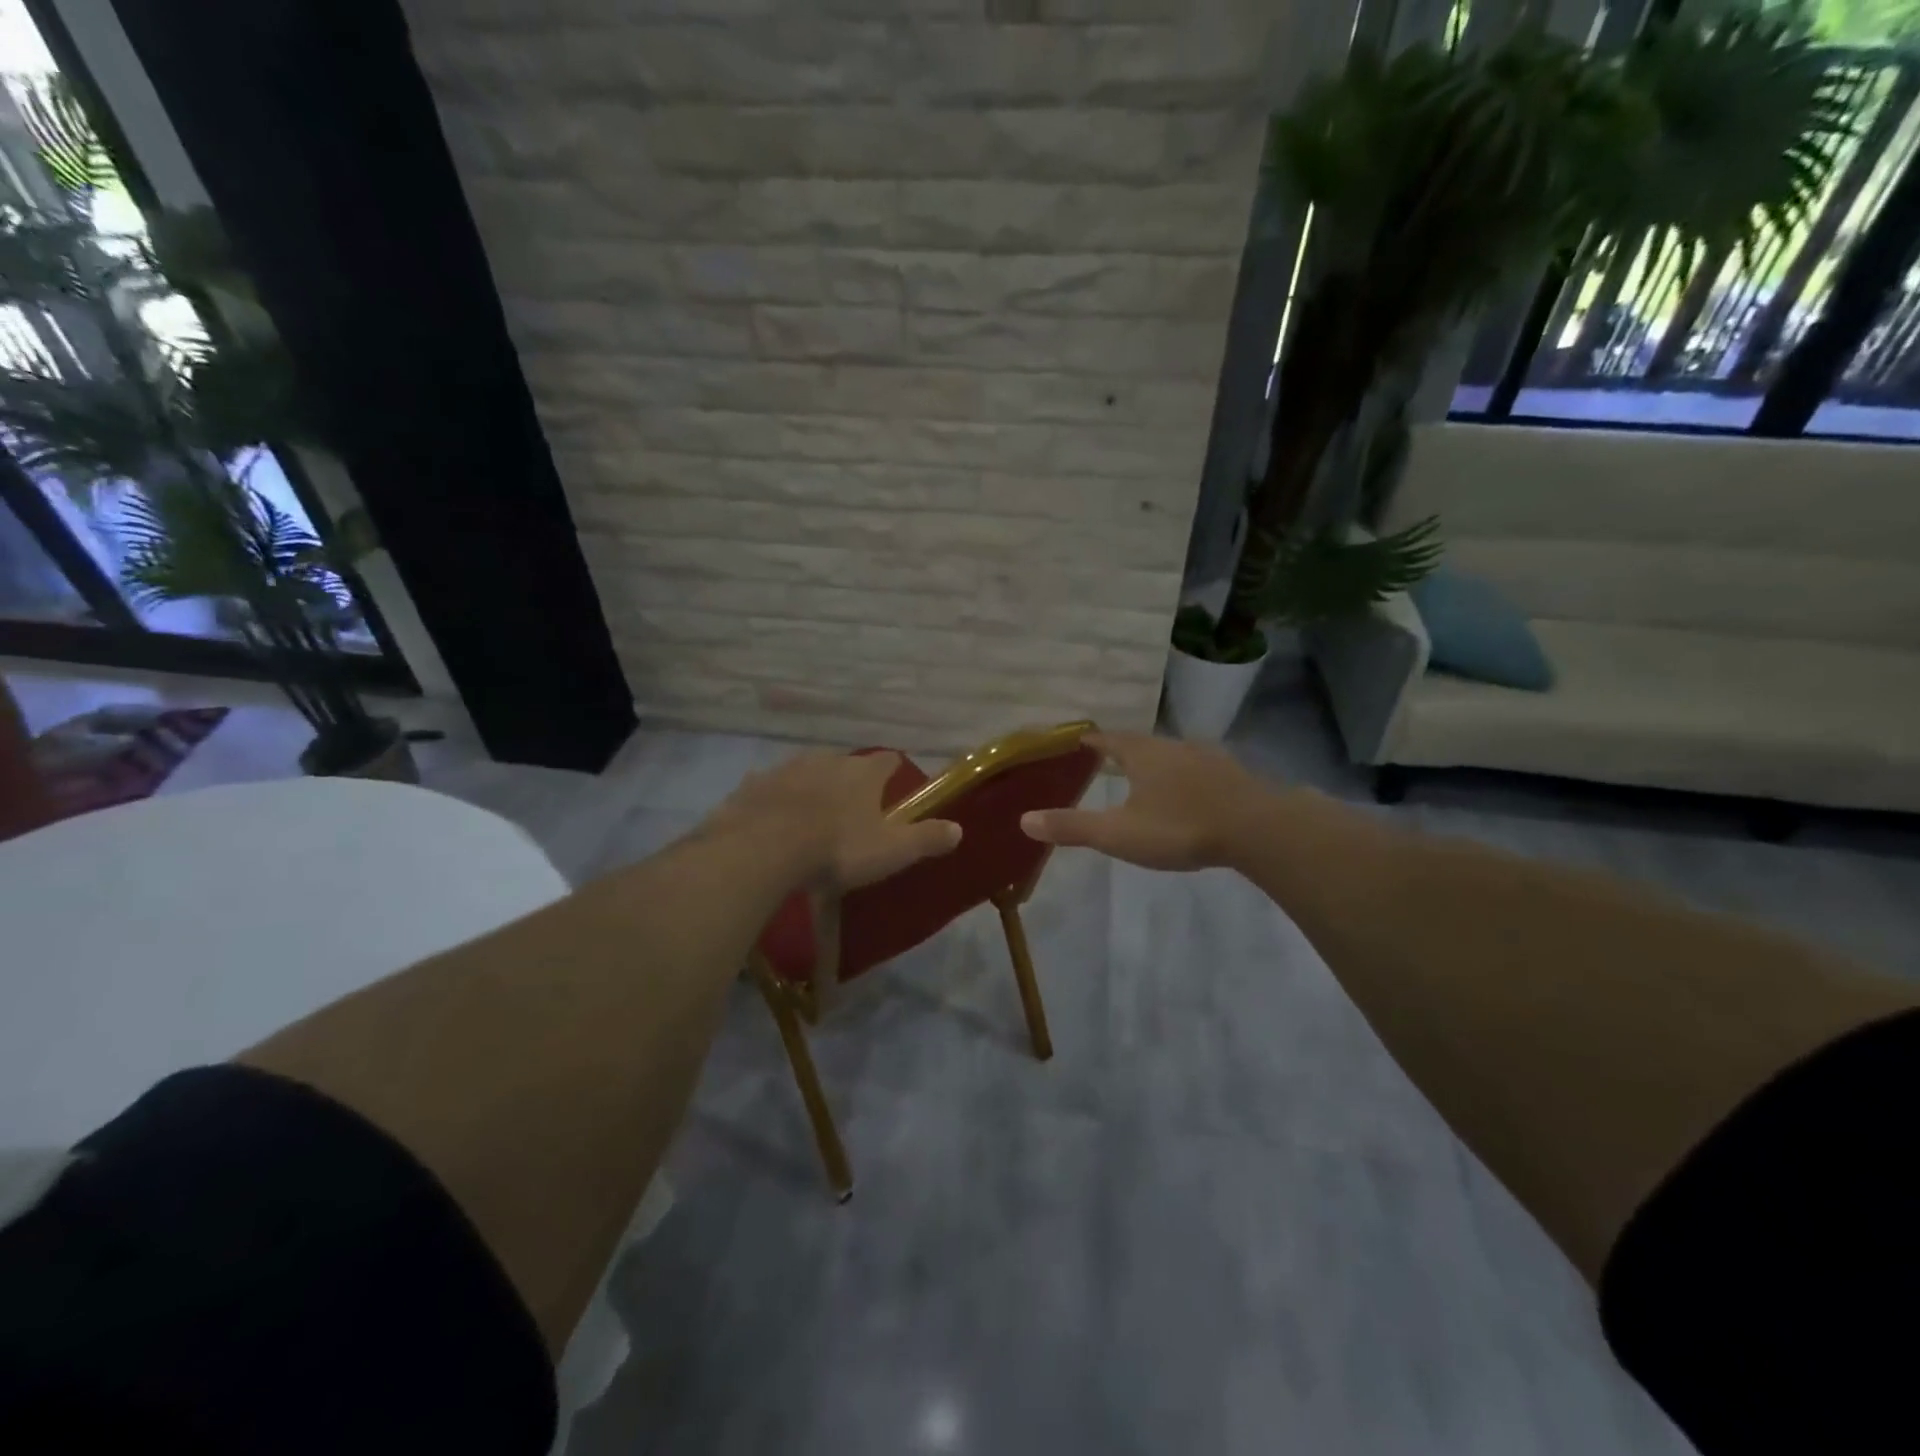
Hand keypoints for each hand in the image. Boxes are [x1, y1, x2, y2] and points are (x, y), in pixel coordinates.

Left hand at [705, 750, 960, 890]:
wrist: (763, 848)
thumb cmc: (837, 848)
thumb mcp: (892, 850)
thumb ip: (926, 838)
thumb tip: (959, 829)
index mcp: (863, 772)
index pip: (888, 761)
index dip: (893, 772)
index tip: (894, 787)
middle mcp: (826, 760)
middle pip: (845, 764)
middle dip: (850, 781)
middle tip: (852, 811)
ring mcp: (786, 769)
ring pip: (806, 772)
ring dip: (812, 788)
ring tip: (812, 818)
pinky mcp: (753, 786)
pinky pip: (770, 789)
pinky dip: (776, 801)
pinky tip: (773, 822)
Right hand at [1020, 731, 1279, 871]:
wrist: (1257, 828)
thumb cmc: (1180, 826)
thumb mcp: (1119, 833)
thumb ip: (1073, 827)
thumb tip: (1024, 820)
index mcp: (1142, 754)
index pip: (1107, 739)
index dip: (1090, 741)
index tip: (1077, 742)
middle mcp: (1173, 746)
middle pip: (1141, 744)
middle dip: (1123, 752)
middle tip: (1108, 762)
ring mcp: (1207, 758)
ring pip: (1173, 755)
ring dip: (1157, 764)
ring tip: (1147, 778)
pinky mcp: (1233, 775)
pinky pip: (1200, 770)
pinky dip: (1187, 777)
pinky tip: (1191, 793)